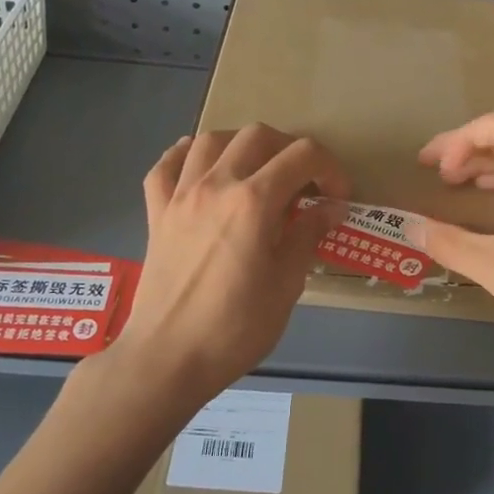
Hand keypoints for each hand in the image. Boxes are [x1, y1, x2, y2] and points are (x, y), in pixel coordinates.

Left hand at [110, 125, 349, 406]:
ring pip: (211, 139)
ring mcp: (181, 195)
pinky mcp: (156, 212)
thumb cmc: (235, 328)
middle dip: (289, 149)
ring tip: (255, 169)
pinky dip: (186, 156)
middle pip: (258, 135)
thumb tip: (331, 207)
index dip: (330, 168)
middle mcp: (216, 184)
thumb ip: (307, 235)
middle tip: (302, 181)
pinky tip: (200, 168)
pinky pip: (166, 165)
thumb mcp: (286, 284)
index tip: (337, 196)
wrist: (167, 358)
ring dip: (240, 145)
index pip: (302, 155)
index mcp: (254, 201)